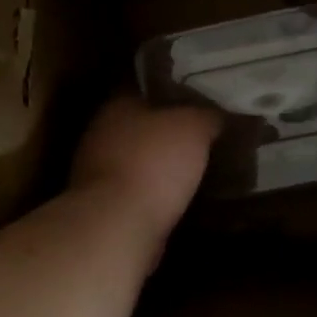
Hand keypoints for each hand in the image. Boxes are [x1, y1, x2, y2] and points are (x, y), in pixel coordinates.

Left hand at [70, 95, 220, 237]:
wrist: (118, 226)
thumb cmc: (154, 163)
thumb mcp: (194, 127)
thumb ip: (207, 115)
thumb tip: (217, 116)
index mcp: (117, 105)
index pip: (147, 89)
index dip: (175, 93)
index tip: (201, 101)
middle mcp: (102, 134)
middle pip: (142, 126)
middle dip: (169, 132)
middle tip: (205, 136)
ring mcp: (98, 173)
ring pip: (139, 160)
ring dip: (162, 165)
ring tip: (198, 168)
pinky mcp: (105, 206)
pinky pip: (138, 192)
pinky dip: (156, 194)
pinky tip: (181, 198)